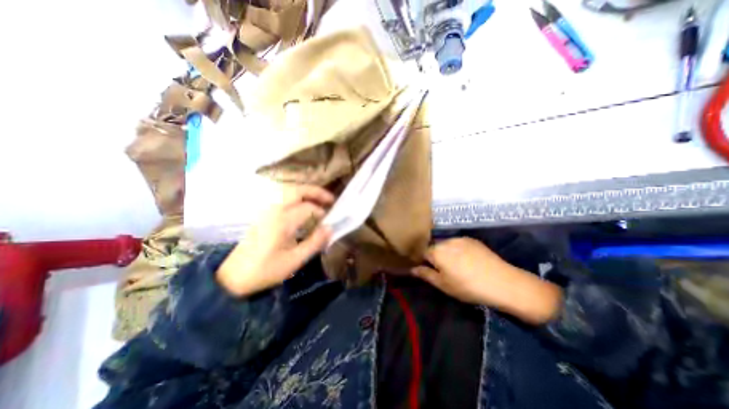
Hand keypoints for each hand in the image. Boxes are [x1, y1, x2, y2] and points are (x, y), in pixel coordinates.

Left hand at [215, 185, 331, 296]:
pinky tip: (303, 206)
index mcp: (282, 221)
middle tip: (330, 199)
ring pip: (288, 192)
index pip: (308, 208)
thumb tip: (330, 228)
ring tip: (319, 200)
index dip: (322, 213)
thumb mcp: (294, 260)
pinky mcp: (263, 214)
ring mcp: (266, 210)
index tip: (330, 222)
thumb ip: (314, 242)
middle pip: (297, 190)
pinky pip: (282, 198)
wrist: (233, 277)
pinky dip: (296, 197)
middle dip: (316, 192)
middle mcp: (274, 210)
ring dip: (306, 193)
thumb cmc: (266, 270)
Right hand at [409, 238, 562, 324]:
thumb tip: (412, 269)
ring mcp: (460, 238)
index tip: (428, 270)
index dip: (423, 261)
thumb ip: (425, 274)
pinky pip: (458, 243)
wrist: (503, 282)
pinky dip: (457, 250)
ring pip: (446, 244)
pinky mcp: (472, 240)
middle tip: (443, 270)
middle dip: (434, 256)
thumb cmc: (468, 287)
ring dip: (446, 252)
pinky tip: (467, 261)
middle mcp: (446, 241)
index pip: (422, 252)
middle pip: (434, 246)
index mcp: (437, 251)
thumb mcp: (444, 285)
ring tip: (456, 266)